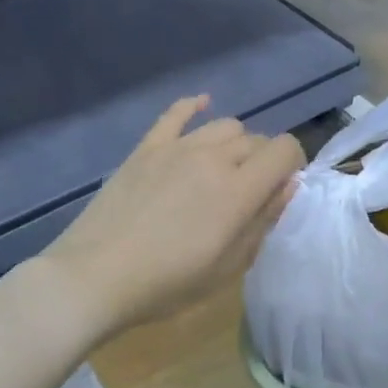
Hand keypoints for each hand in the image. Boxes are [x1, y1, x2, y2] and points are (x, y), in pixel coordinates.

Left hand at [41, 96, 303, 335]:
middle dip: (264, 160)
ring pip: (224, 125)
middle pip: (256, 139)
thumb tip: (287, 187)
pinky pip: (176, 113)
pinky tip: (201, 104)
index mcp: (239, 189)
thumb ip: (262, 221)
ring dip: (235, 143)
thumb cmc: (167, 283)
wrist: (95, 277)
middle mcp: (214, 157)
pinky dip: (194, 105)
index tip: (282, 188)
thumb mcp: (228, 267)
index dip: (293, 164)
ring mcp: (178, 147)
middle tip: (250, 191)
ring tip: (224, 168)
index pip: (285, 149)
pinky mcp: (148, 147)